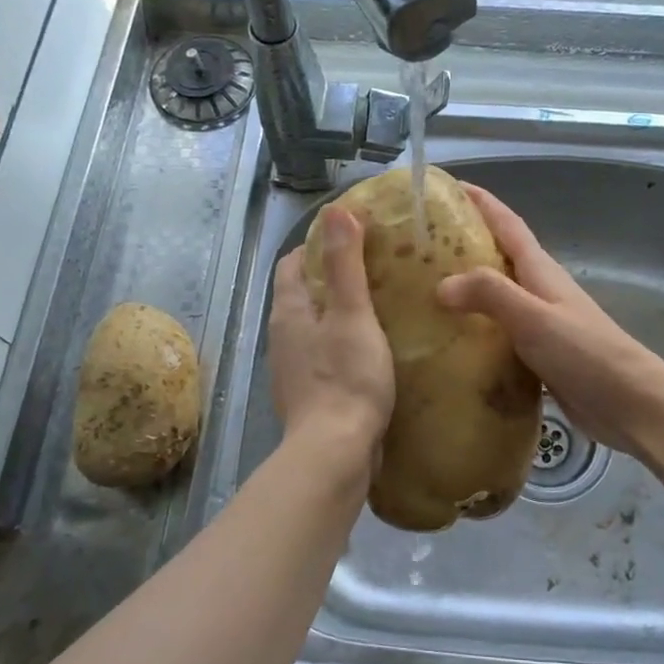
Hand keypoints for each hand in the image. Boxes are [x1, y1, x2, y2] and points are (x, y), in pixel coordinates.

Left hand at [270, 208, 395, 465]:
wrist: (335, 453)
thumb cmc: (346, 377)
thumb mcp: (352, 314)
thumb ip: (346, 264)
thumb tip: (337, 210)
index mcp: (289, 311)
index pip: (294, 263)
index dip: (319, 245)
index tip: (355, 237)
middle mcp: (283, 336)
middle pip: (303, 294)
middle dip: (332, 277)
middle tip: (376, 268)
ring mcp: (294, 368)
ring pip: (315, 326)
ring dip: (339, 312)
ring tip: (380, 305)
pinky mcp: (310, 394)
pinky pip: (325, 355)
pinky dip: (344, 343)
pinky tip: (373, 349)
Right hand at [437, 185, 663, 461]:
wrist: (630, 403)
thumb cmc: (584, 352)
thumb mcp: (534, 317)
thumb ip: (490, 295)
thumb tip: (441, 285)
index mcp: (541, 271)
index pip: (507, 224)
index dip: (481, 202)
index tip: (448, 187)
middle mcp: (540, 290)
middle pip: (498, 257)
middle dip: (464, 245)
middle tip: (419, 247)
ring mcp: (541, 324)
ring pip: (497, 297)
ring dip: (467, 290)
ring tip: (425, 294)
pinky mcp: (540, 355)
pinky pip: (500, 334)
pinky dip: (476, 331)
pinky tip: (451, 344)